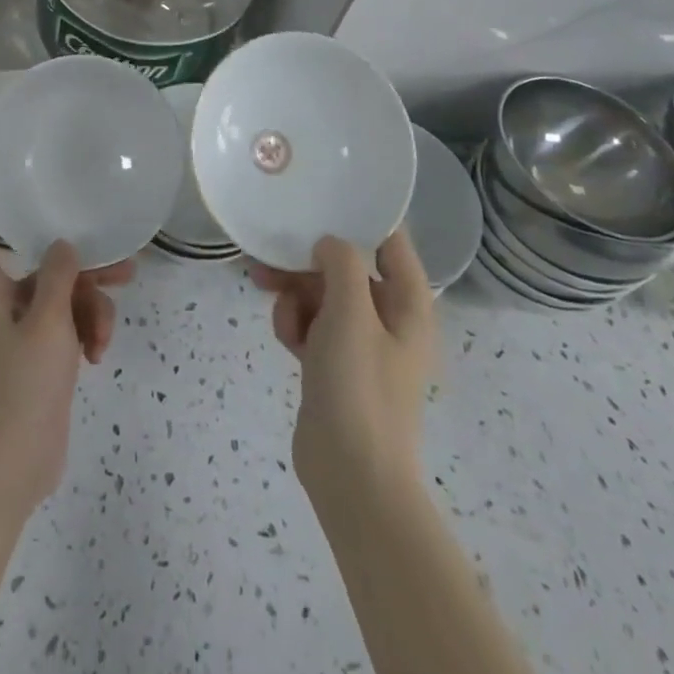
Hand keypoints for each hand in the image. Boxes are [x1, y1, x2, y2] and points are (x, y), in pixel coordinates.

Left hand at [0, 173, 133, 508]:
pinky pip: (71, 324)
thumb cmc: (23, 386)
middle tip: (124, 265)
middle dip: (84, 268)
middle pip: (44, 266)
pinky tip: (99, 356)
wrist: (17, 463)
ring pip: (66, 296)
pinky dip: (88, 333)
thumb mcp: (46, 325)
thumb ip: (57, 278)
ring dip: (91, 310)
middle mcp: (6, 302)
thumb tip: (63, 245)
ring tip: (105, 335)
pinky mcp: (44, 352)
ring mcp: (26, 329)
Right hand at [249, 231, 435, 497]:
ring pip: (322, 295)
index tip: (322, 196)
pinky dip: (294, 324)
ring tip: (265, 292)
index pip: (391, 242)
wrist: (352, 477)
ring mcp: (359, 344)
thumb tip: (329, 243)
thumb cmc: (360, 387)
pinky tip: (283, 338)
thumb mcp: (352, 314)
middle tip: (268, 251)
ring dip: (294, 291)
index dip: (361, 217)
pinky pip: (311, 325)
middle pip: (346, 268)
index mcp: (408, 304)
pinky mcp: (333, 365)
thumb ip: (342, 264)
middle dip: (307, 260)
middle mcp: (388, 319)